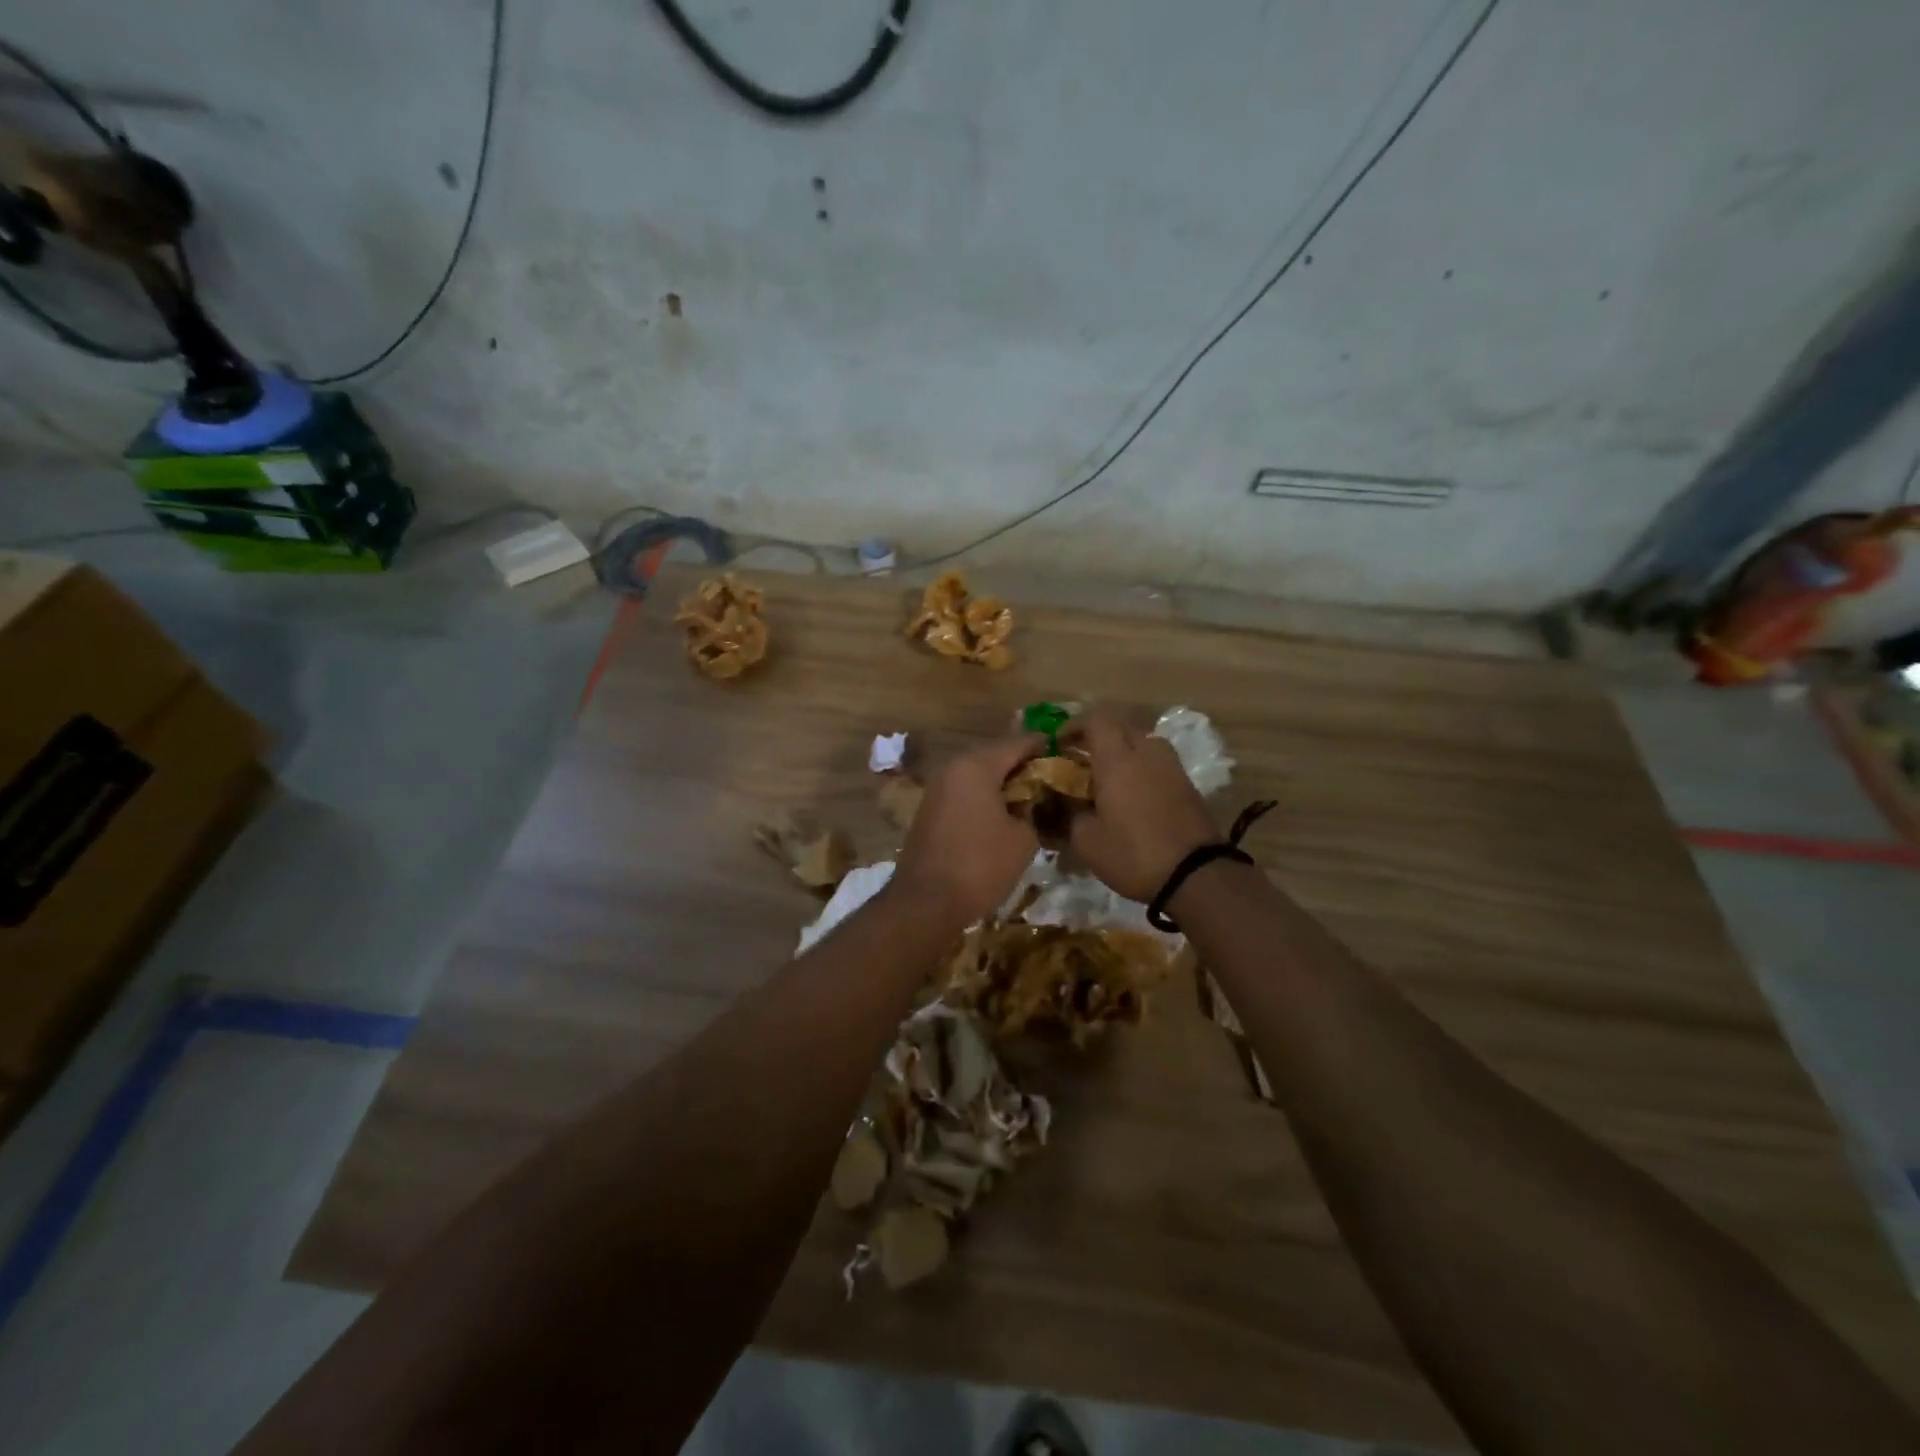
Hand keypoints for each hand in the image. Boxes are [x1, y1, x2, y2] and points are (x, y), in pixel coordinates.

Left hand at [891, 733, 1044, 925]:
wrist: (926, 902)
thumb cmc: (980, 865)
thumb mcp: (1023, 838)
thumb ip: (1034, 811)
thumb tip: (1034, 803)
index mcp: (976, 766)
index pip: (1018, 743)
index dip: (1044, 747)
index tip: (1066, 753)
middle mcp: (953, 768)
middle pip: (996, 757)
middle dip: (1024, 767)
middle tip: (1053, 780)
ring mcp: (937, 789)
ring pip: (979, 776)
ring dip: (1004, 784)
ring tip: (1033, 800)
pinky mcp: (930, 810)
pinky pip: (965, 793)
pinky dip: (986, 798)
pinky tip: (1005, 815)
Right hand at [1061, 707, 1218, 901]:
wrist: (1196, 875)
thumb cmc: (1133, 854)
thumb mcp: (1087, 841)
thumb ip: (1069, 814)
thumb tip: (1060, 801)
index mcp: (1118, 760)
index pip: (1096, 720)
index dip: (1074, 726)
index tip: (1059, 745)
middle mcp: (1146, 753)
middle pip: (1121, 726)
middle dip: (1098, 737)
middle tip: (1081, 759)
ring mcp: (1171, 767)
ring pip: (1143, 742)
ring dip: (1124, 750)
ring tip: (1109, 776)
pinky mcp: (1187, 784)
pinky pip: (1158, 762)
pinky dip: (1142, 767)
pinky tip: (1132, 794)